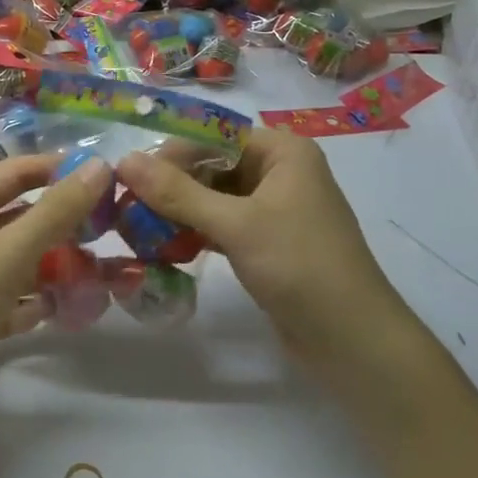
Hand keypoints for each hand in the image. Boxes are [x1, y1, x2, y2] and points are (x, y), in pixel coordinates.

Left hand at [0, 152, 112, 404]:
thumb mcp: (7, 254)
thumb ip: (55, 211)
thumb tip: (98, 165)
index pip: (12, 173)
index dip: (55, 168)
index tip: (103, 174)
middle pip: (17, 216)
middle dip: (59, 220)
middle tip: (109, 225)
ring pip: (17, 260)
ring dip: (53, 262)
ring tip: (97, 268)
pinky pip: (12, 298)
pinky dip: (36, 299)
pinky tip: (63, 306)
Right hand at [116, 127, 410, 364]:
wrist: (353, 342)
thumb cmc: (300, 267)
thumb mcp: (236, 225)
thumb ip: (178, 192)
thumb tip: (123, 160)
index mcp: (282, 152)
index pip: (214, 135)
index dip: (172, 152)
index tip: (130, 177)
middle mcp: (279, 172)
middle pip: (212, 165)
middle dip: (171, 185)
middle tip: (129, 208)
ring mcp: (274, 209)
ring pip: (213, 197)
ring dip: (179, 211)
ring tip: (139, 229)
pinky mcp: (266, 242)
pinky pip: (221, 224)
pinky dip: (195, 232)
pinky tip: (166, 247)